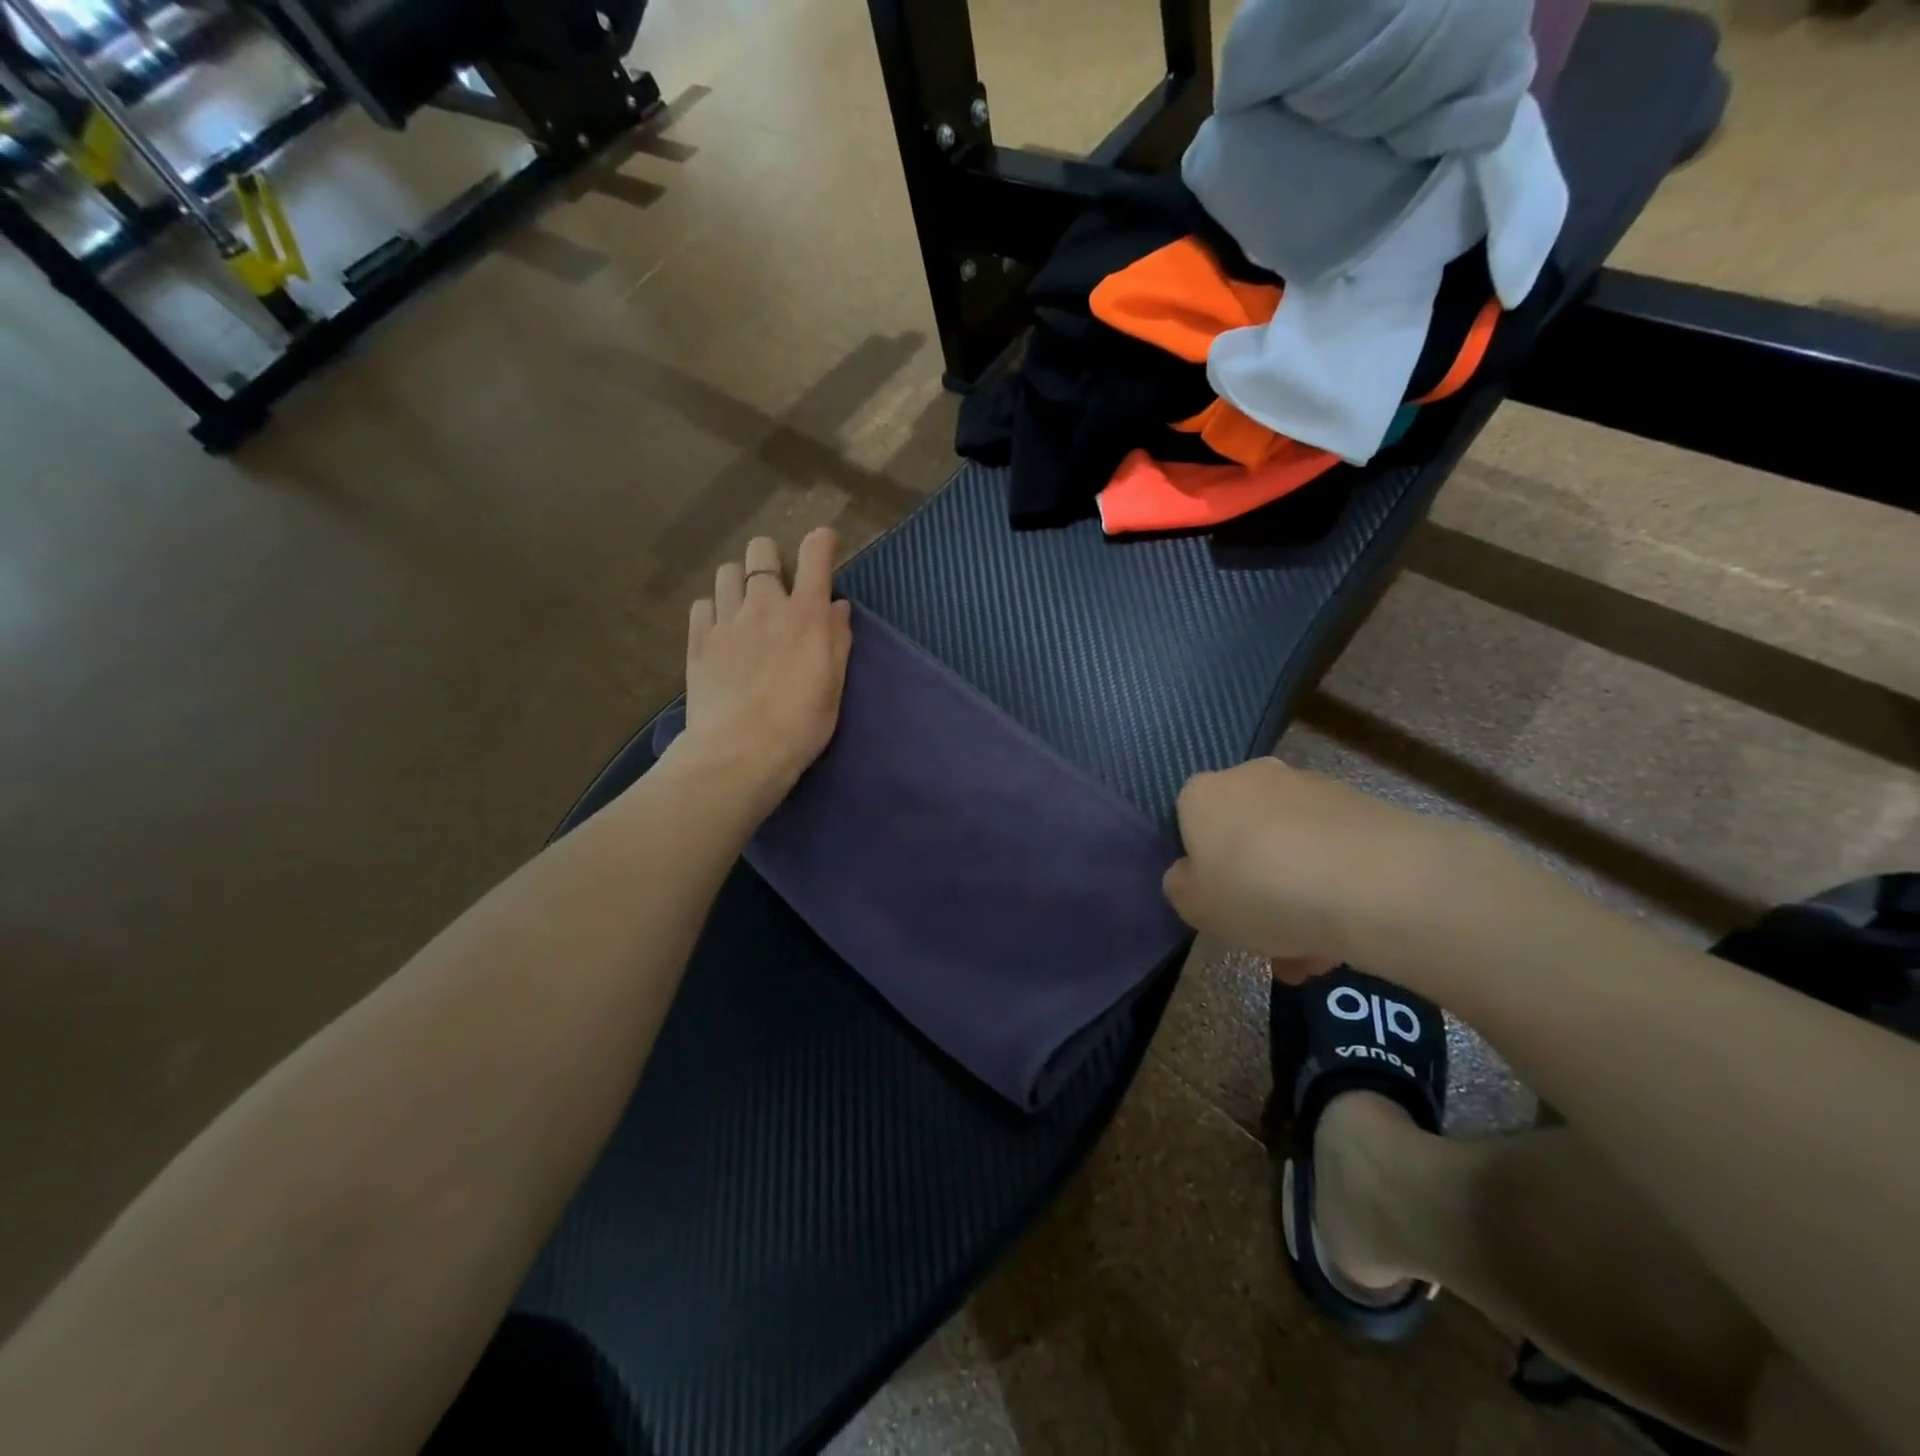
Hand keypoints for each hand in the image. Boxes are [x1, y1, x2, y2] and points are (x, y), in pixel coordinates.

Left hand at [677, 529, 852, 813]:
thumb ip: (837, 639)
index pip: (815, 555)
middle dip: (771, 558)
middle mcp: (764, 605)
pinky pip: (702, 604)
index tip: (824, 542)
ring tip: (745, 606)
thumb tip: (837, 606)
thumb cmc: (801, 723)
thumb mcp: (833, 684)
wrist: (740, 752)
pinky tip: (722, 631)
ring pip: (727, 572)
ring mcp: (726, 620)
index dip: (821, 541)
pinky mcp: (698, 640)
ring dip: (739, 581)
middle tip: (777, 584)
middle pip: (761, 551)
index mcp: (805, 615)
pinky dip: (714, 609)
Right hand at [1162, 758, 1499, 970]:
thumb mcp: (1194, 906)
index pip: (1188, 822)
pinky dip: (1332, 887)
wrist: (1373, 883)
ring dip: (1296, 895)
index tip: (1219, 906)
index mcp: (1203, 793)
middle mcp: (1252, 776)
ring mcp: (1309, 787)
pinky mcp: (1360, 805)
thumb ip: (1182, 886)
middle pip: (1243, 836)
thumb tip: (1192, 874)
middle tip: (1268, 938)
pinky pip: (1331, 852)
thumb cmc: (1260, 891)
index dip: (1201, 868)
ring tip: (1316, 955)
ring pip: (1290, 849)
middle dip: (1254, 886)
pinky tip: (1346, 935)